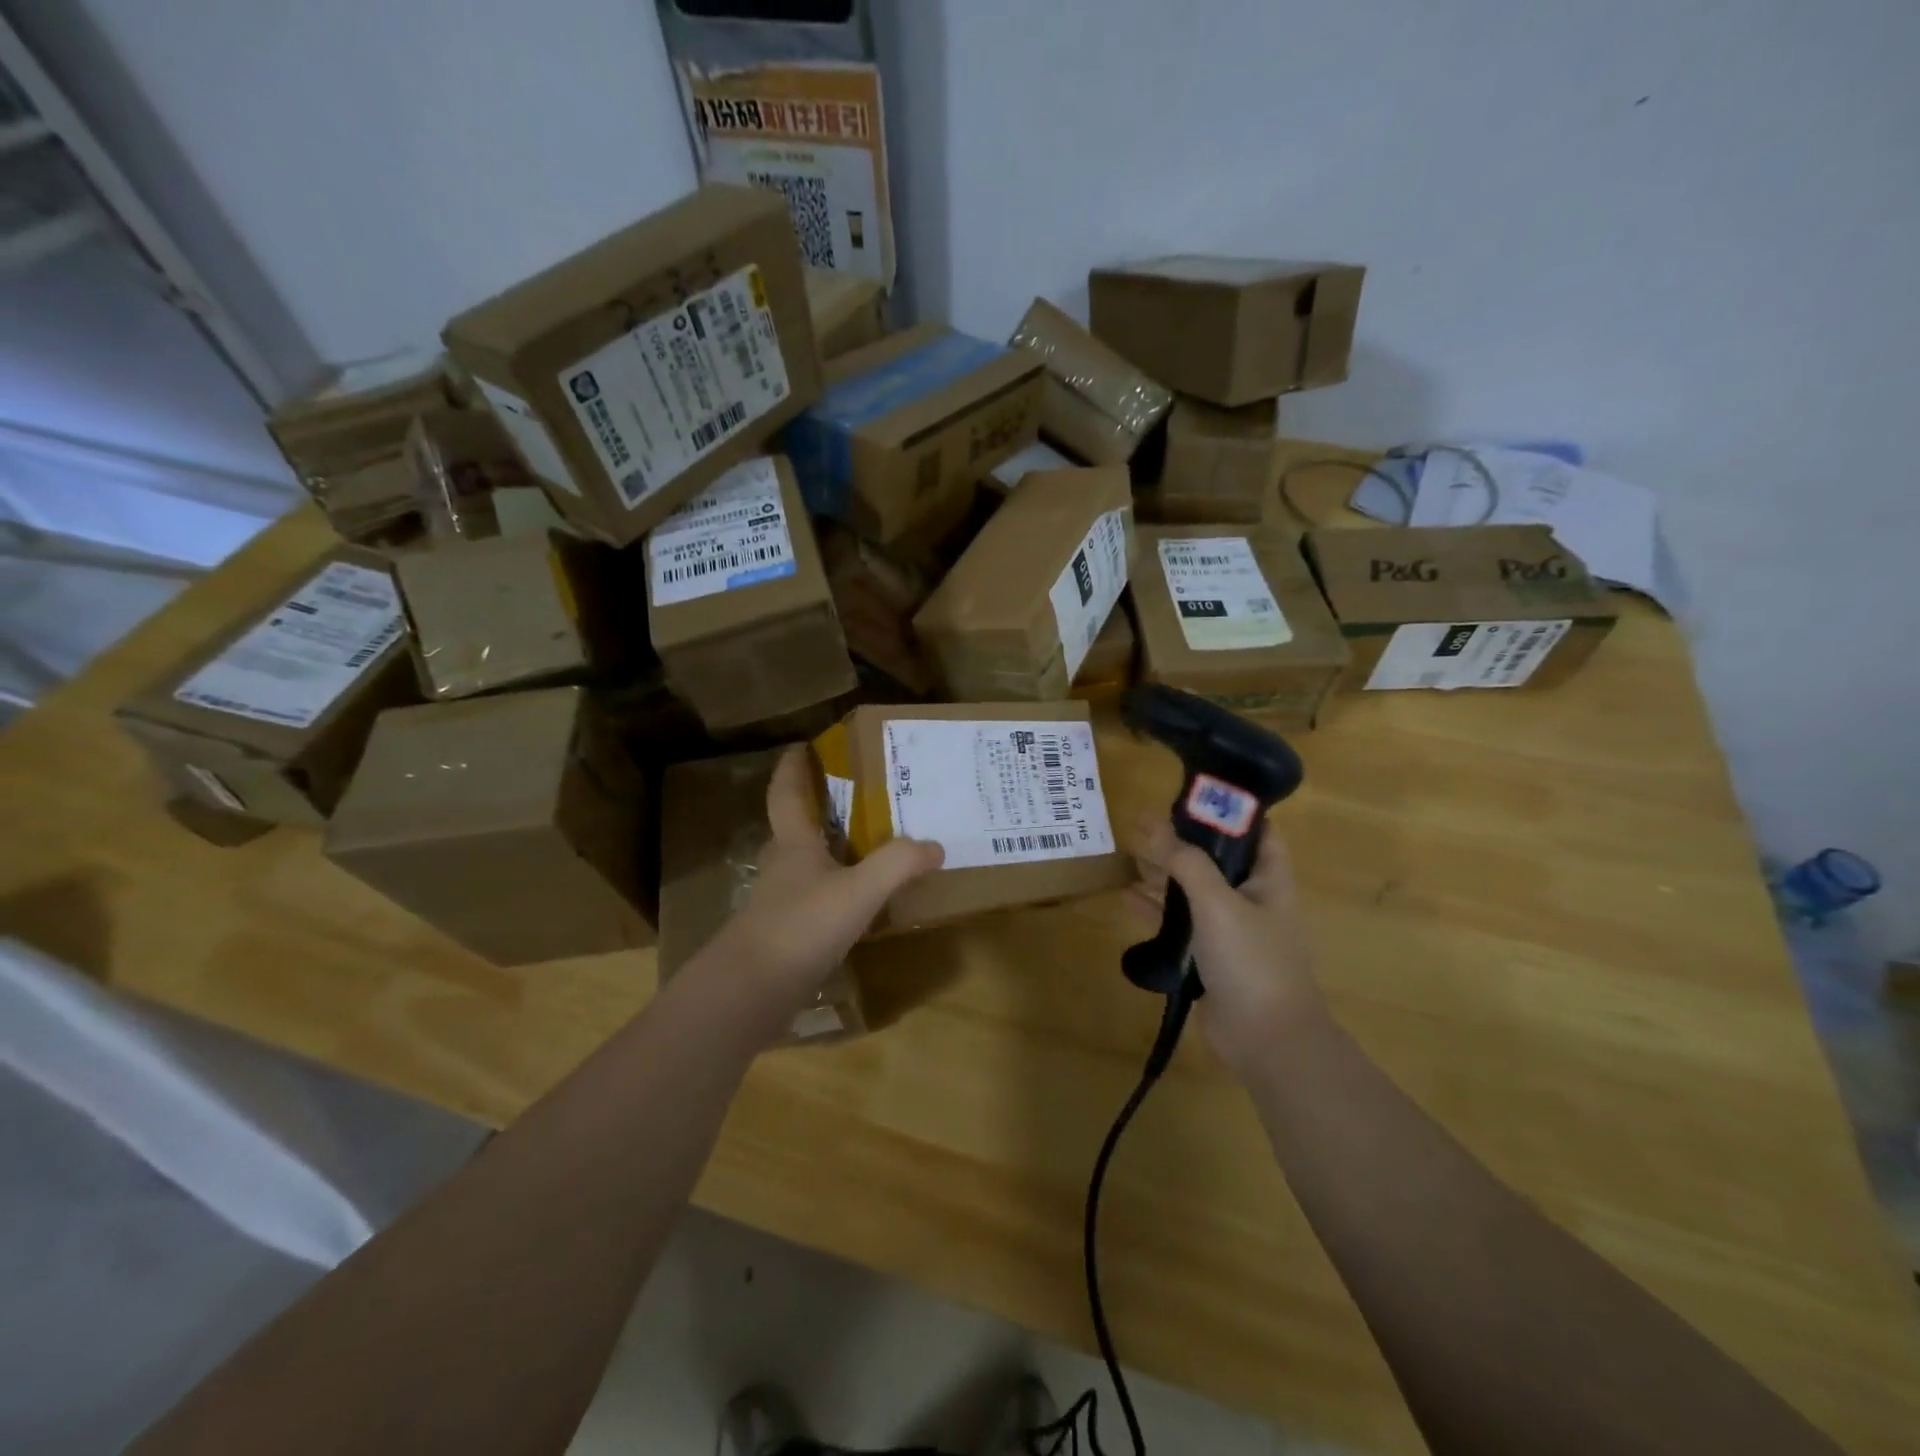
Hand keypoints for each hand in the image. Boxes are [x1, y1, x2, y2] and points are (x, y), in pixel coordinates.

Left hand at [698, 747, 942, 1043]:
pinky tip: (856, 901)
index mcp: (793, 843)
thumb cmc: (801, 927)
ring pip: (804, 862)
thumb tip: (935, 845)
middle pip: (795, 825)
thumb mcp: (859, 891)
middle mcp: (783, 865)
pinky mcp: (784, 932)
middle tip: (854, 793)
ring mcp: (779, 901)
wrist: (750, 991)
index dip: (792, 767)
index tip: (801, 745)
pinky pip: (812, 896)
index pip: (787, 792)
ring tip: (866, 844)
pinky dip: (833, 888)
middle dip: (817, 805)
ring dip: (828, 848)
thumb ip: (898, 864)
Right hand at [1130, 819, 1324, 1077]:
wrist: (1265, 1039)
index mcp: (1269, 880)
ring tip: (1129, 851)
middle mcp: (1251, 900)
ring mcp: (1229, 931)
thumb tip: (1160, 828)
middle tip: (1144, 822)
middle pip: (1215, 860)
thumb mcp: (1218, 902)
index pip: (1257, 832)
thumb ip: (1188, 863)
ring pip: (1193, 891)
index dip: (1230, 811)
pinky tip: (1125, 896)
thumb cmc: (1251, 960)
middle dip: (1182, 841)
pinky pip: (1178, 924)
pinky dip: (1154, 909)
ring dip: (1164, 873)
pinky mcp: (1208, 958)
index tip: (1193, 795)